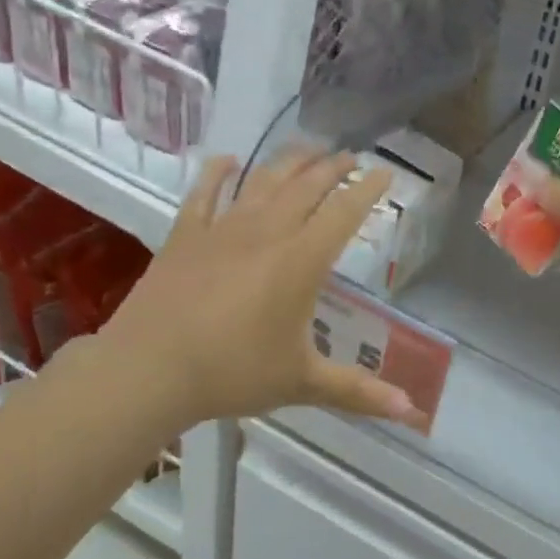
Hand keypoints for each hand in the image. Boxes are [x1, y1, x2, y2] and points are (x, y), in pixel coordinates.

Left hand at [100, 149, 414, 431]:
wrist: (148, 371)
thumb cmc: (233, 373)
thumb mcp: (303, 383)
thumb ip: (359, 392)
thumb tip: (411, 411)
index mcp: (301, 261)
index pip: (344, 213)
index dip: (367, 190)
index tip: (385, 172)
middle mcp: (267, 233)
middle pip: (306, 186)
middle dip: (333, 167)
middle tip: (350, 155)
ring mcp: (222, 229)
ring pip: (262, 181)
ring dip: (289, 161)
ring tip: (308, 147)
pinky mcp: (185, 236)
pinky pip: (204, 194)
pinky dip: (217, 174)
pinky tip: (226, 160)